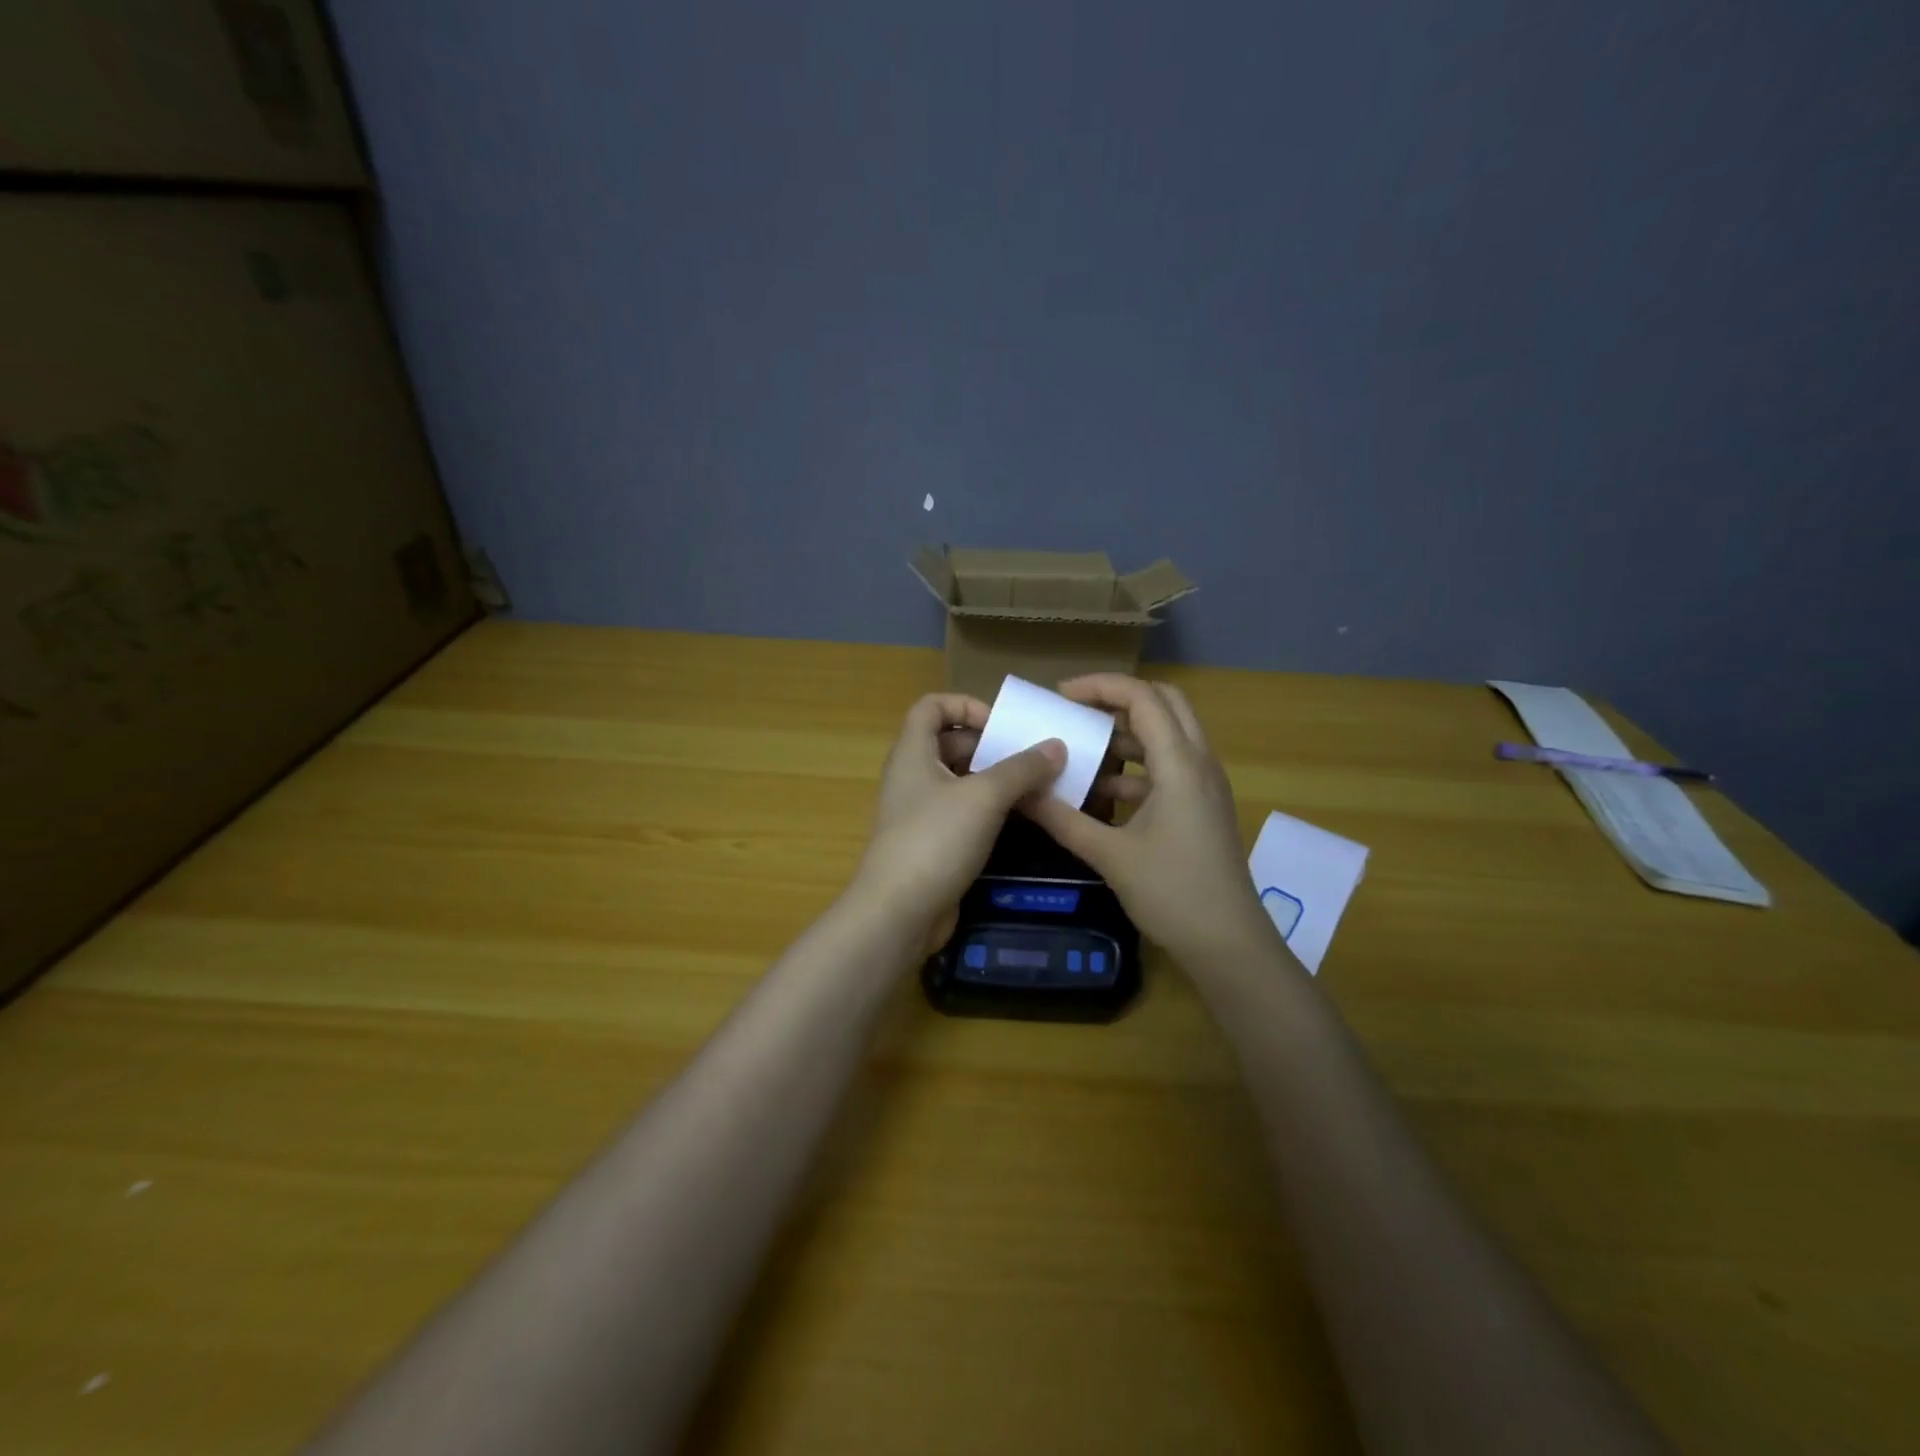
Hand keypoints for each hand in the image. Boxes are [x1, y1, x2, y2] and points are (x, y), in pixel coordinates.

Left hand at [852, 693, 1065, 954]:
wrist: (899, 913)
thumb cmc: (935, 840)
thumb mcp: (984, 797)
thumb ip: (1022, 768)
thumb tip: (1057, 746)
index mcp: (913, 753)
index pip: (931, 706)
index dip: (965, 705)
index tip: (1001, 725)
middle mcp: (913, 776)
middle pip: (951, 743)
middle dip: (991, 745)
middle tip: (1033, 757)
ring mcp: (922, 812)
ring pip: (962, 781)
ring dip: (997, 780)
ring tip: (1039, 786)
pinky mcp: (934, 843)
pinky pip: (965, 814)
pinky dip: (991, 810)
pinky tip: (1023, 819)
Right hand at [1022, 675, 1282, 970]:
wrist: (1228, 943)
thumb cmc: (1172, 893)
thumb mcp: (1109, 855)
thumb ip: (1062, 818)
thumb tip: (1019, 793)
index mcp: (1180, 764)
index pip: (1143, 697)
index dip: (1101, 686)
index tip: (1060, 696)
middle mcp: (1199, 763)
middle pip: (1164, 703)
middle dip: (1118, 698)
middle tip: (1077, 710)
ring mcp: (1205, 785)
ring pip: (1169, 735)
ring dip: (1128, 733)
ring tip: (1083, 747)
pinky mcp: (1203, 806)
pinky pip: (1170, 767)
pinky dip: (1137, 767)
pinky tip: (1103, 792)